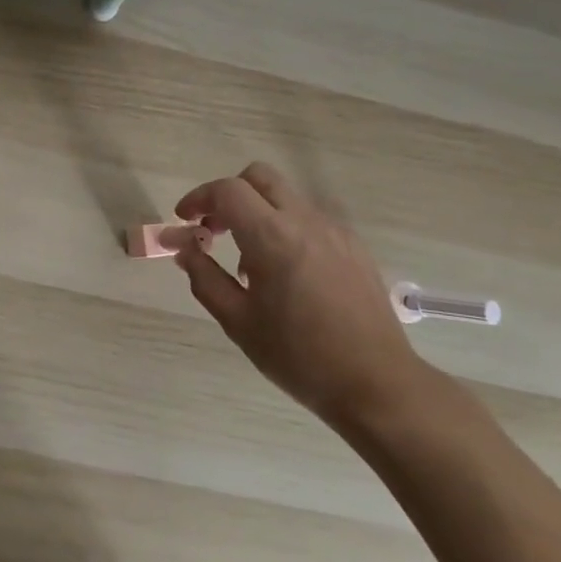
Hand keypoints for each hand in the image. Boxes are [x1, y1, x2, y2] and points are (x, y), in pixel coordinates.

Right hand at [174, 162, 424, 431]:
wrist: (376, 384)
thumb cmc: (298, 356)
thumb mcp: (238, 321)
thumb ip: (204, 278)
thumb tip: (185, 249)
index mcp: (272, 237)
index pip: (227, 190)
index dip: (198, 198)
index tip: (184, 221)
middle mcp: (305, 221)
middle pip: (259, 177)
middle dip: (228, 194)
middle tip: (213, 230)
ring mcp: (334, 231)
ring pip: (286, 197)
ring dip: (257, 212)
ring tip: (248, 262)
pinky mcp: (354, 247)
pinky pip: (309, 220)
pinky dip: (285, 228)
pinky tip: (284, 274)